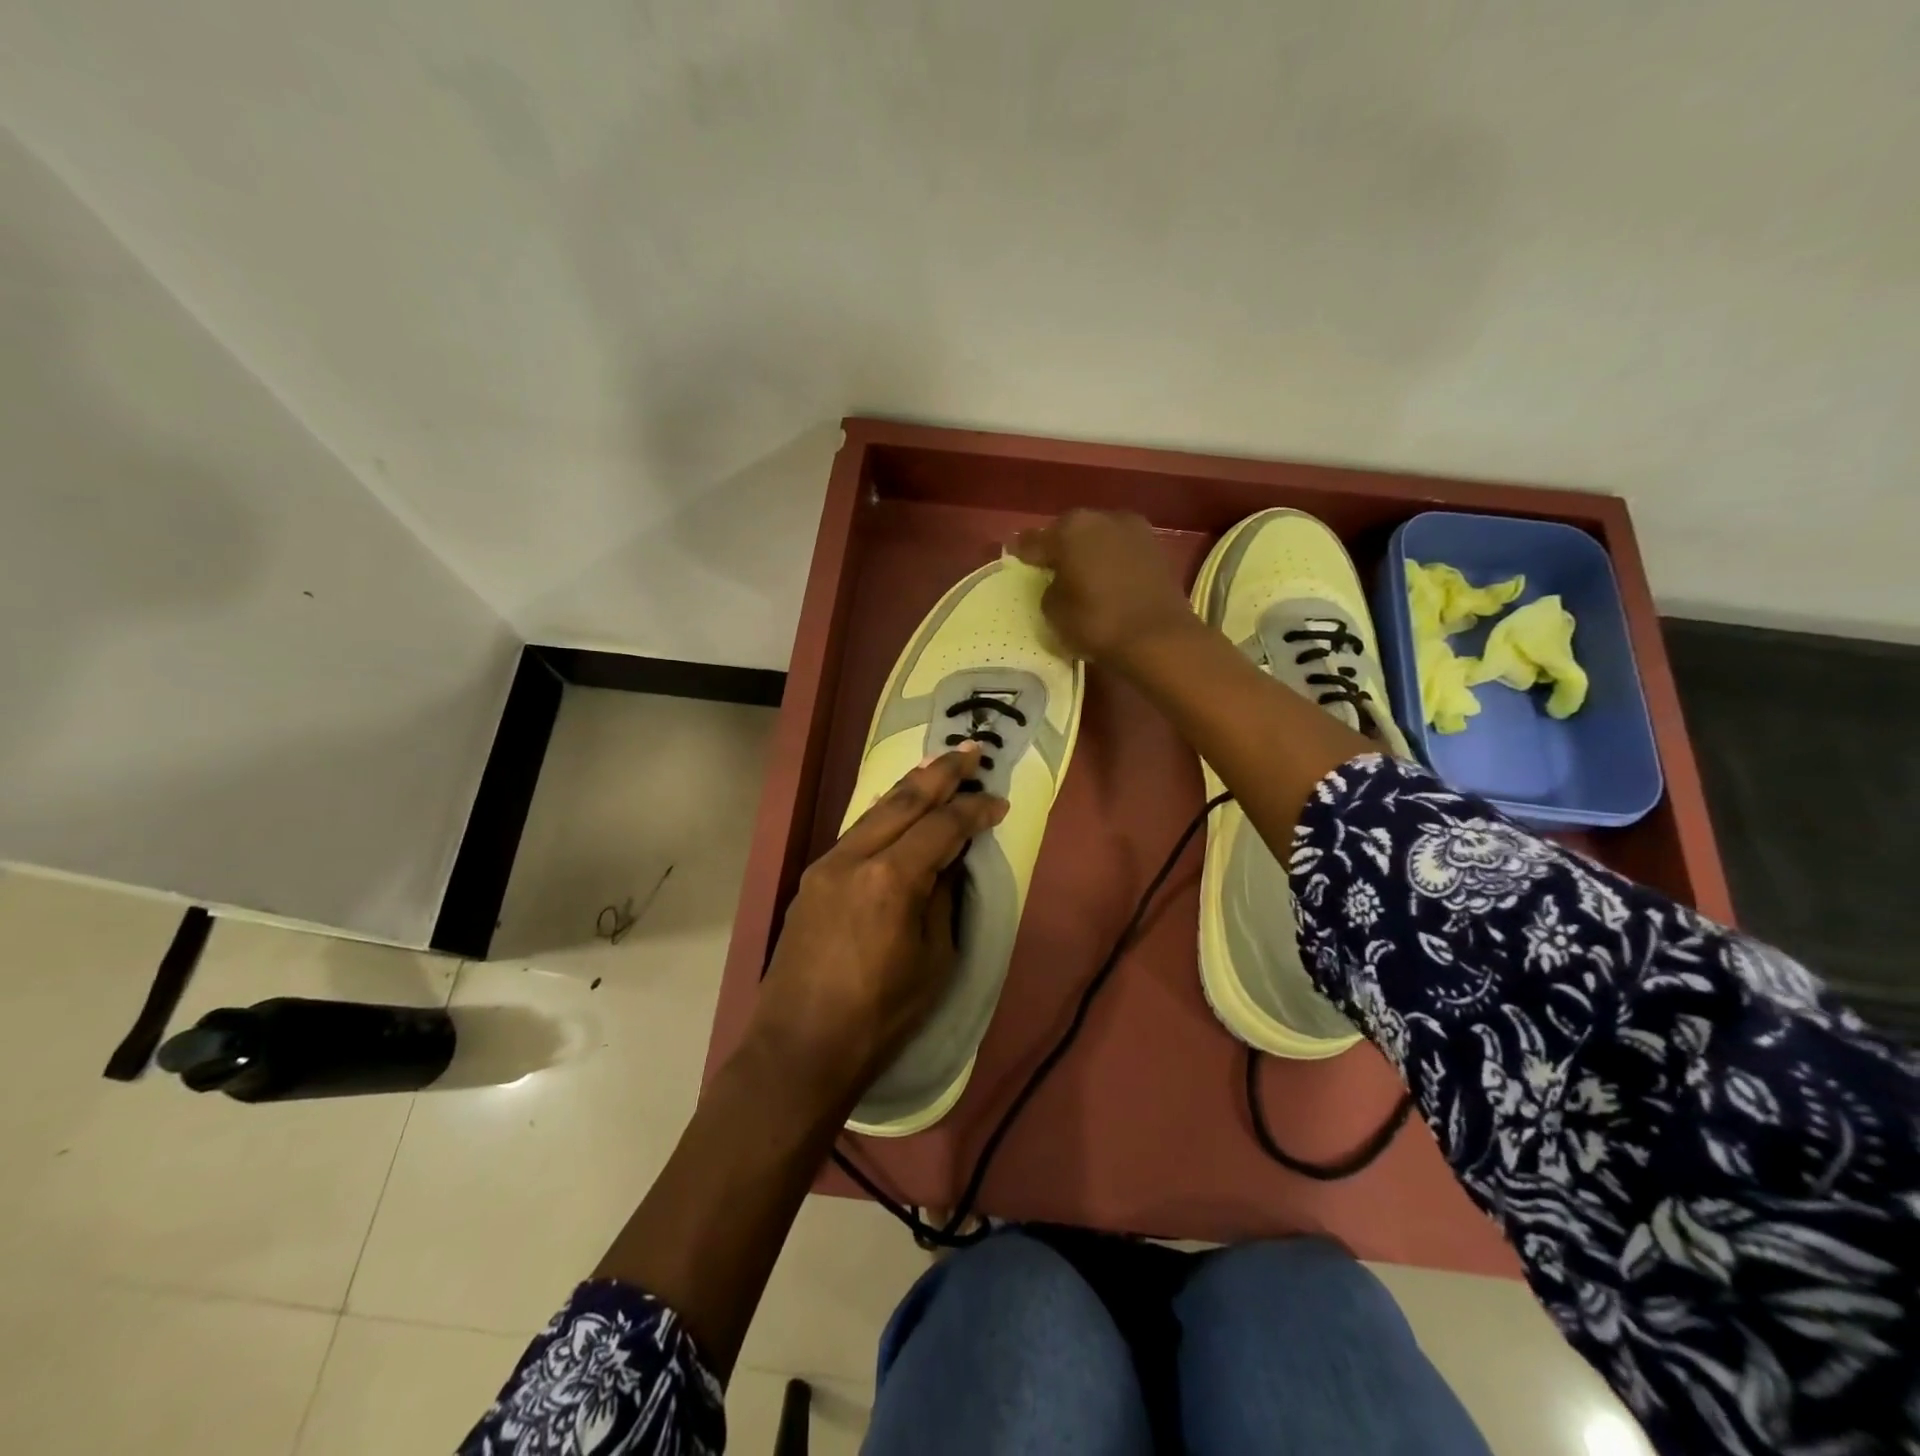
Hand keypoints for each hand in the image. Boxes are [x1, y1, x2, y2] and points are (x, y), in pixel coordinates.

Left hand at [747, 746, 1006, 1107]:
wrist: (799, 1050)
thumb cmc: (879, 1017)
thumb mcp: (933, 962)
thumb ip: (941, 900)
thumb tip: (944, 865)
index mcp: (890, 880)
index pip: (942, 827)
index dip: (974, 811)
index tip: (1000, 802)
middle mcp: (853, 859)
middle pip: (904, 802)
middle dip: (941, 774)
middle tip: (971, 752)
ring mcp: (826, 866)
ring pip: (875, 812)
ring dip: (909, 788)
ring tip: (937, 768)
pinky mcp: (812, 881)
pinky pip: (856, 834)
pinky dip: (884, 816)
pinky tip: (897, 811)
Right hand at [1011, 510, 1199, 668]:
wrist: (1158, 637)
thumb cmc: (1097, 622)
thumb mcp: (1053, 611)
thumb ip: (1048, 588)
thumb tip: (1058, 581)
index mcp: (1070, 528)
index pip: (1035, 540)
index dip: (1022, 552)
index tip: (1015, 557)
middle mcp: (1102, 518)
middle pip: (1070, 532)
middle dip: (1060, 548)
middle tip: (1050, 568)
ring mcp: (1134, 530)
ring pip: (1099, 538)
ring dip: (1089, 552)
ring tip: (1081, 575)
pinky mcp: (1157, 548)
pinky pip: (1121, 551)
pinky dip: (1111, 562)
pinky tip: (1107, 580)